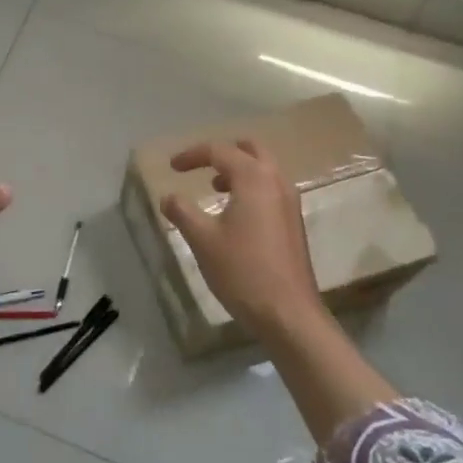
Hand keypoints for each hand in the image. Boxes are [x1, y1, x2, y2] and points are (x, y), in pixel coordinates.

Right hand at [161, 138, 322, 337]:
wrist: (288, 313)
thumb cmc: (242, 271)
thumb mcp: (202, 239)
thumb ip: (182, 211)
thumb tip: (168, 197)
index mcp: (254, 178)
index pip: (220, 151)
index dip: (192, 155)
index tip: (171, 167)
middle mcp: (276, 182)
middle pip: (250, 150)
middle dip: (223, 153)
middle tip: (200, 165)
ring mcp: (290, 202)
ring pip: (264, 169)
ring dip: (238, 170)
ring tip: (214, 187)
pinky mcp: (293, 222)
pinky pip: (270, 189)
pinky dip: (250, 187)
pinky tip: (234, 213)